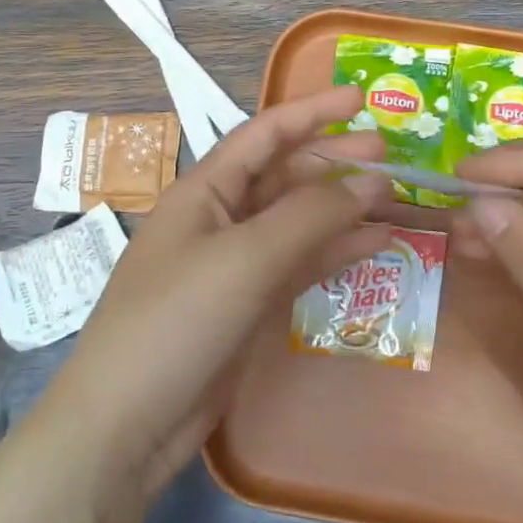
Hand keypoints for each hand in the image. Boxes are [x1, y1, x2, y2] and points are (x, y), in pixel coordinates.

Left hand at [42, 87, 390, 508]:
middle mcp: (221, 218)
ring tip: (393, 197)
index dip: (312, 112)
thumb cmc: (177, 320)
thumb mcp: (245, 257)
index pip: (265, 134)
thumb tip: (371, 181)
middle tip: (390, 154)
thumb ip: (311, 215)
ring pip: (299, 221)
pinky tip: (375, 243)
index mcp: (205, 190)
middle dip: (335, 160)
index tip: (361, 100)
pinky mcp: (251, 304)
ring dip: (343, 208)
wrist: (129, 422)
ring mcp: (237, 264)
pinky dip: (336, 251)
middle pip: (286, 175)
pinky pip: (301, 264)